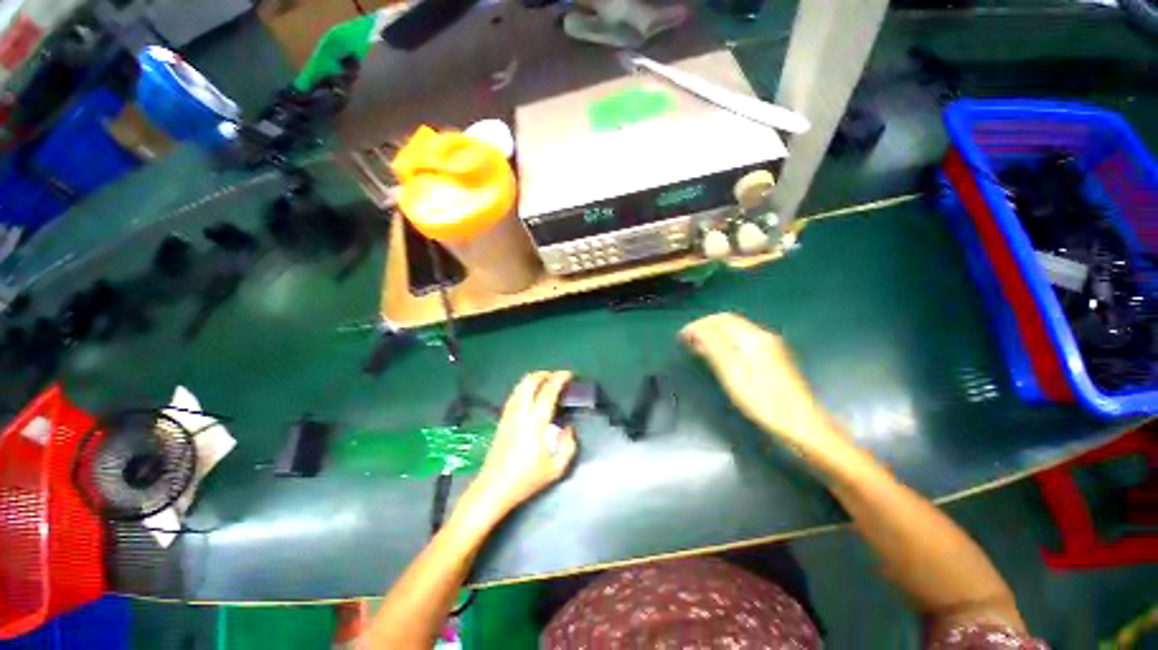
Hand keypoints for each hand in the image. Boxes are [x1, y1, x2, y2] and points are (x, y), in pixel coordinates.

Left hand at [465, 371, 577, 518]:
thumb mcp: (556, 468)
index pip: (548, 390)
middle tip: (557, 376)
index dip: (560, 378)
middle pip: (530, 381)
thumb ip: (568, 445)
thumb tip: (569, 428)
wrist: (493, 488)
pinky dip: (525, 388)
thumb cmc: (526, 479)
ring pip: (520, 386)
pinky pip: (514, 395)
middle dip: (545, 373)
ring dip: (534, 379)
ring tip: (546, 382)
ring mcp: (509, 414)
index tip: (569, 375)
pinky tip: (531, 395)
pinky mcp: (502, 419)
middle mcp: (521, 413)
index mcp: (536, 422)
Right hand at [680, 313, 842, 450]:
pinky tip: (720, 357)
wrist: (801, 425)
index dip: (699, 325)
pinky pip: (744, 343)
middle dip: (706, 328)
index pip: (721, 319)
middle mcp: (764, 337)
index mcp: (754, 338)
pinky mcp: (773, 361)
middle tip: (687, 341)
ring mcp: (771, 349)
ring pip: (737, 333)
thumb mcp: (732, 372)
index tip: (682, 336)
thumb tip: (696, 330)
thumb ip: (713, 347)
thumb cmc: (762, 400)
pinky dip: (726, 345)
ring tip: (698, 348)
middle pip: (730, 323)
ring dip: (715, 336)